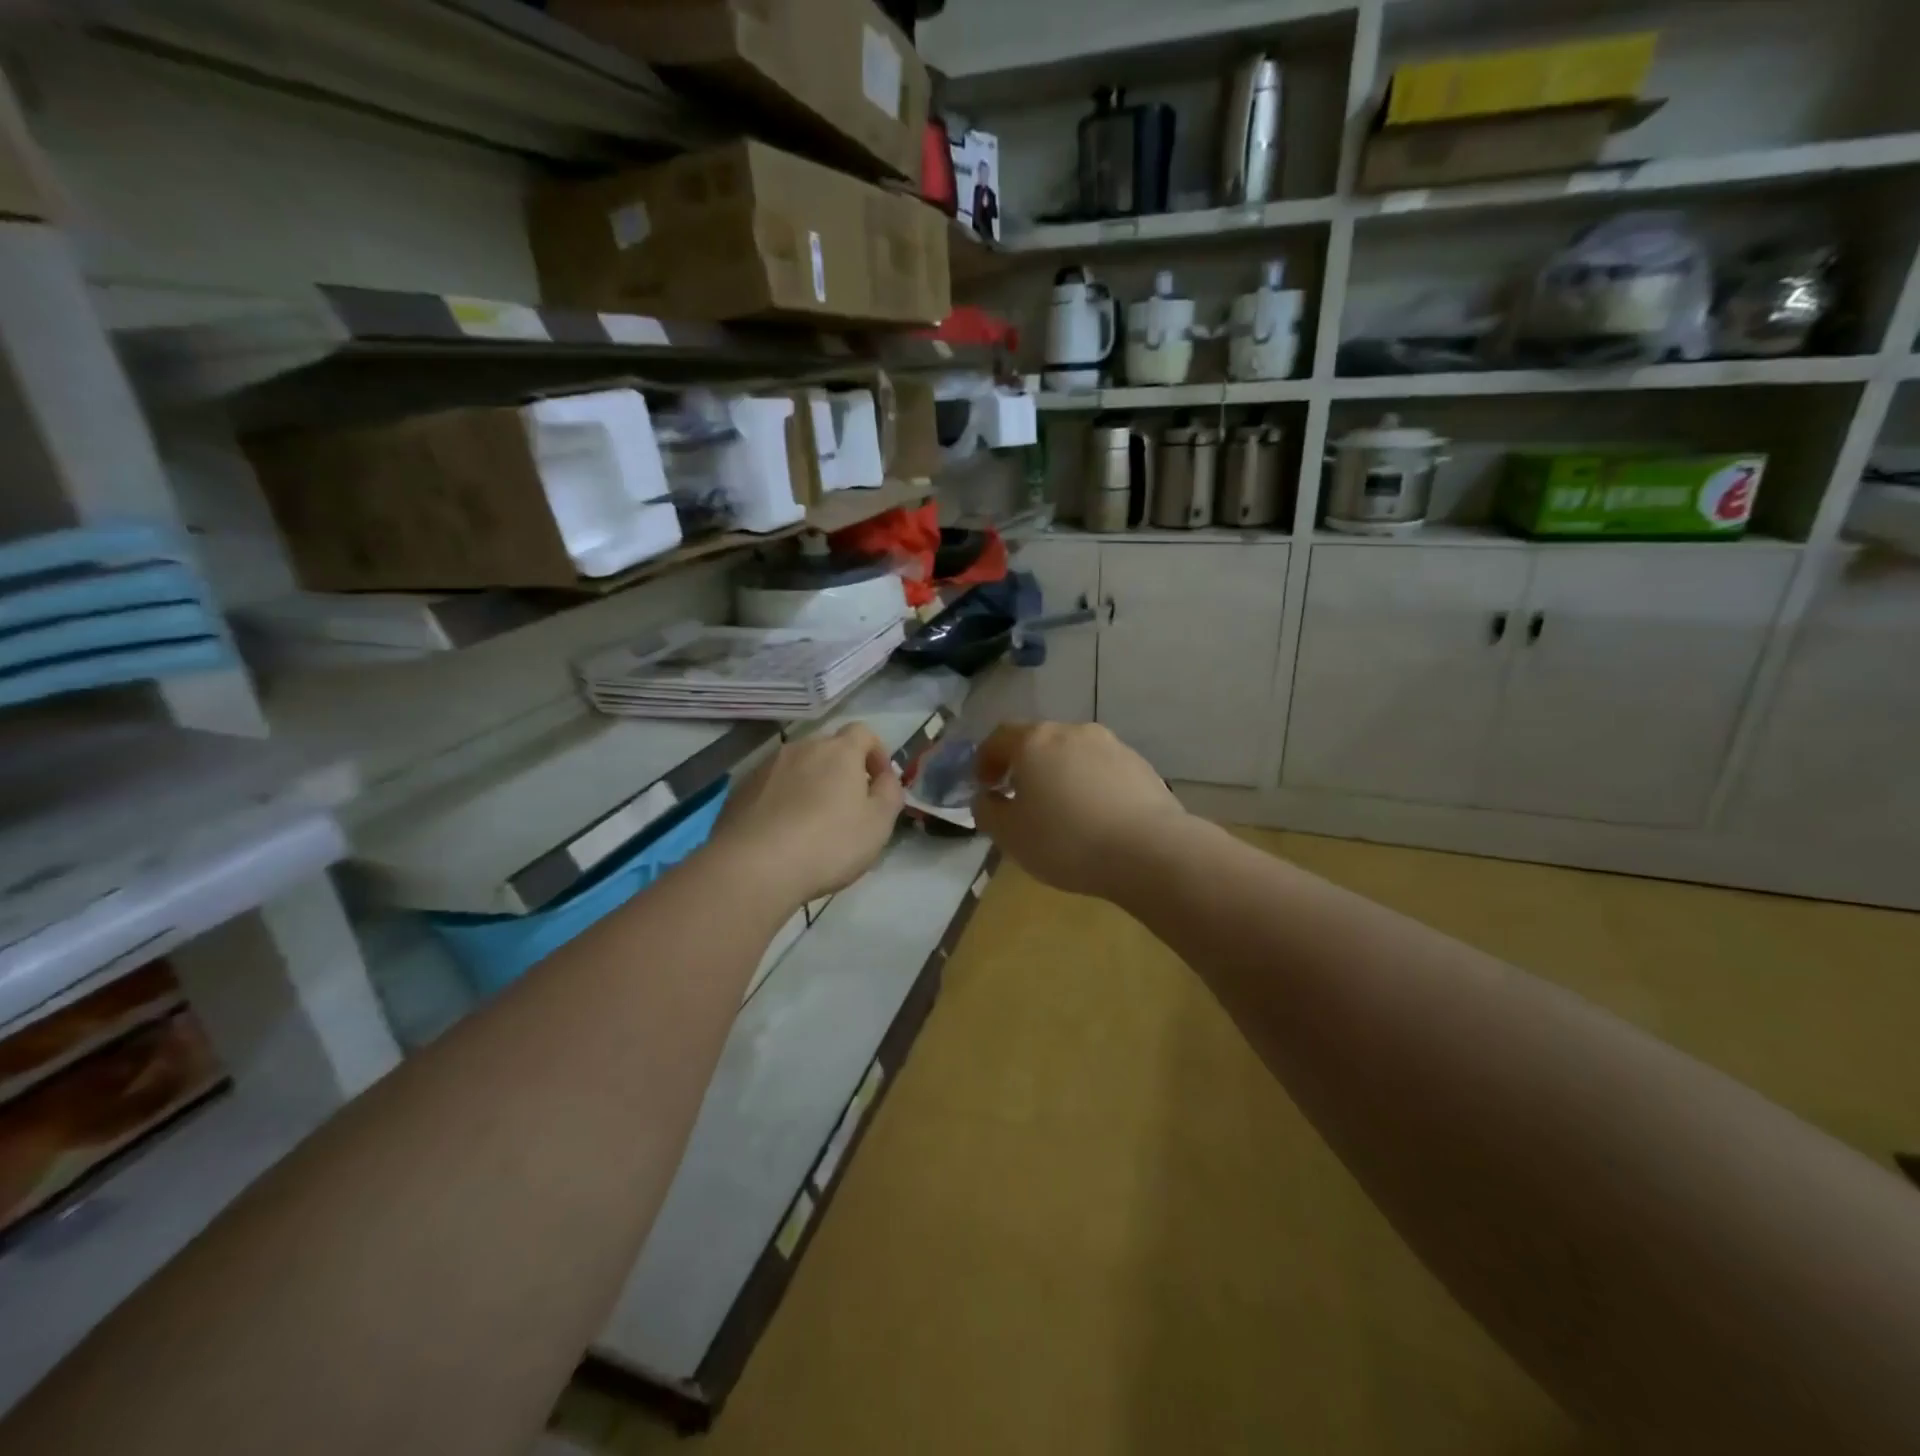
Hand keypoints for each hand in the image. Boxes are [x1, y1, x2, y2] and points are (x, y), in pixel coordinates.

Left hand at [708, 724, 903, 910]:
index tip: (879, 782)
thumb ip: (890, 793)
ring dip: (809, 785)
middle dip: (841, 770)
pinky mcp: (740, 790)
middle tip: (847, 807)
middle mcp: (801, 748)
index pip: (863, 732)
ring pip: (797, 767)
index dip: (876, 753)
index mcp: (839, 751)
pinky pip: (771, 787)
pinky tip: (782, 833)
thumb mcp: (879, 823)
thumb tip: (885, 777)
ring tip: (811, 823)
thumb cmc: (829, 844)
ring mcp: (766, 767)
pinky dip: (782, 800)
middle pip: (828, 749)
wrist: (754, 867)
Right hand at [972, 722, 1186, 899]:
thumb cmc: (1066, 840)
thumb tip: (986, 797)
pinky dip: (1090, 785)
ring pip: (1073, 754)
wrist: (1148, 850)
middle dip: (1025, 766)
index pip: (999, 737)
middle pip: (1039, 741)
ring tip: (1061, 810)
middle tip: (1020, 798)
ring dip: (1060, 774)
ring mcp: (1111, 745)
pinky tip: (1095, 816)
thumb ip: (987, 810)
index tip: (984, 786)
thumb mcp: (1009, 835)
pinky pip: (1102, 770)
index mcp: (1034, 741)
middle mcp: (1072, 732)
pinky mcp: (1140, 765)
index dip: (985, 759)